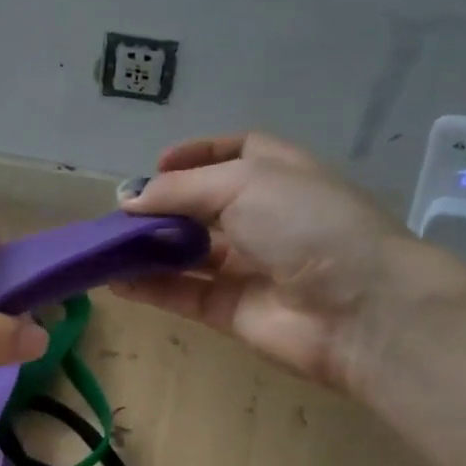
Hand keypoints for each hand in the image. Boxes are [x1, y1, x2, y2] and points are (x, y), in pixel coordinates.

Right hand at [117, 133, 465, 393]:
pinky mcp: (232, 311)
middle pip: (203, 206)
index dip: (196, 154)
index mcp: (279, 175)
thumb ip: (181, 190)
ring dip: (148, 248)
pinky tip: (115, 281)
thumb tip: (129, 198)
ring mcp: (248, 267)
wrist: (360, 309)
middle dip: (162, 206)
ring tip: (105, 246)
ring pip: (188, 253)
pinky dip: (150, 287)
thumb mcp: (244, 183)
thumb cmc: (307, 224)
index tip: (157, 163)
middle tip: (120, 212)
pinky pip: (183, 294)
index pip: (235, 154)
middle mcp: (264, 218)